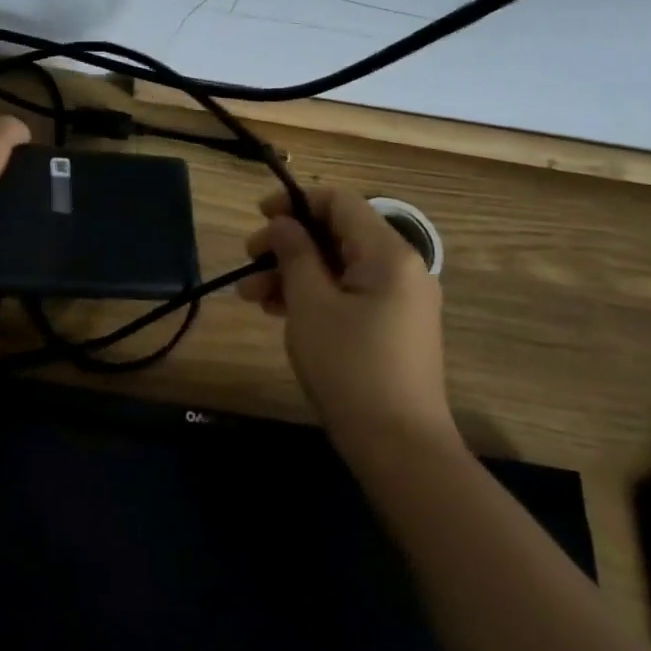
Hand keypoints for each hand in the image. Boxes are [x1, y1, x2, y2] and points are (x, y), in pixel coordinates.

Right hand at [236, 187, 453, 449]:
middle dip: (288, 243)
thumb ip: (294, 253)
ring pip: (339, 266)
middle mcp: (402, 268)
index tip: (259, 217)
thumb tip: (283, 223)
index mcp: (388, 254)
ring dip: (294, 272)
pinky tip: (278, 311)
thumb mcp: (310, 304)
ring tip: (251, 296)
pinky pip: (350, 293)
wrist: (399, 448)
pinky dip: (315, 294)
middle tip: (248, 261)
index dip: (296, 202)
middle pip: (337, 234)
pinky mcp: (394, 327)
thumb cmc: (350, 367)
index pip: (340, 202)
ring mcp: (400, 300)